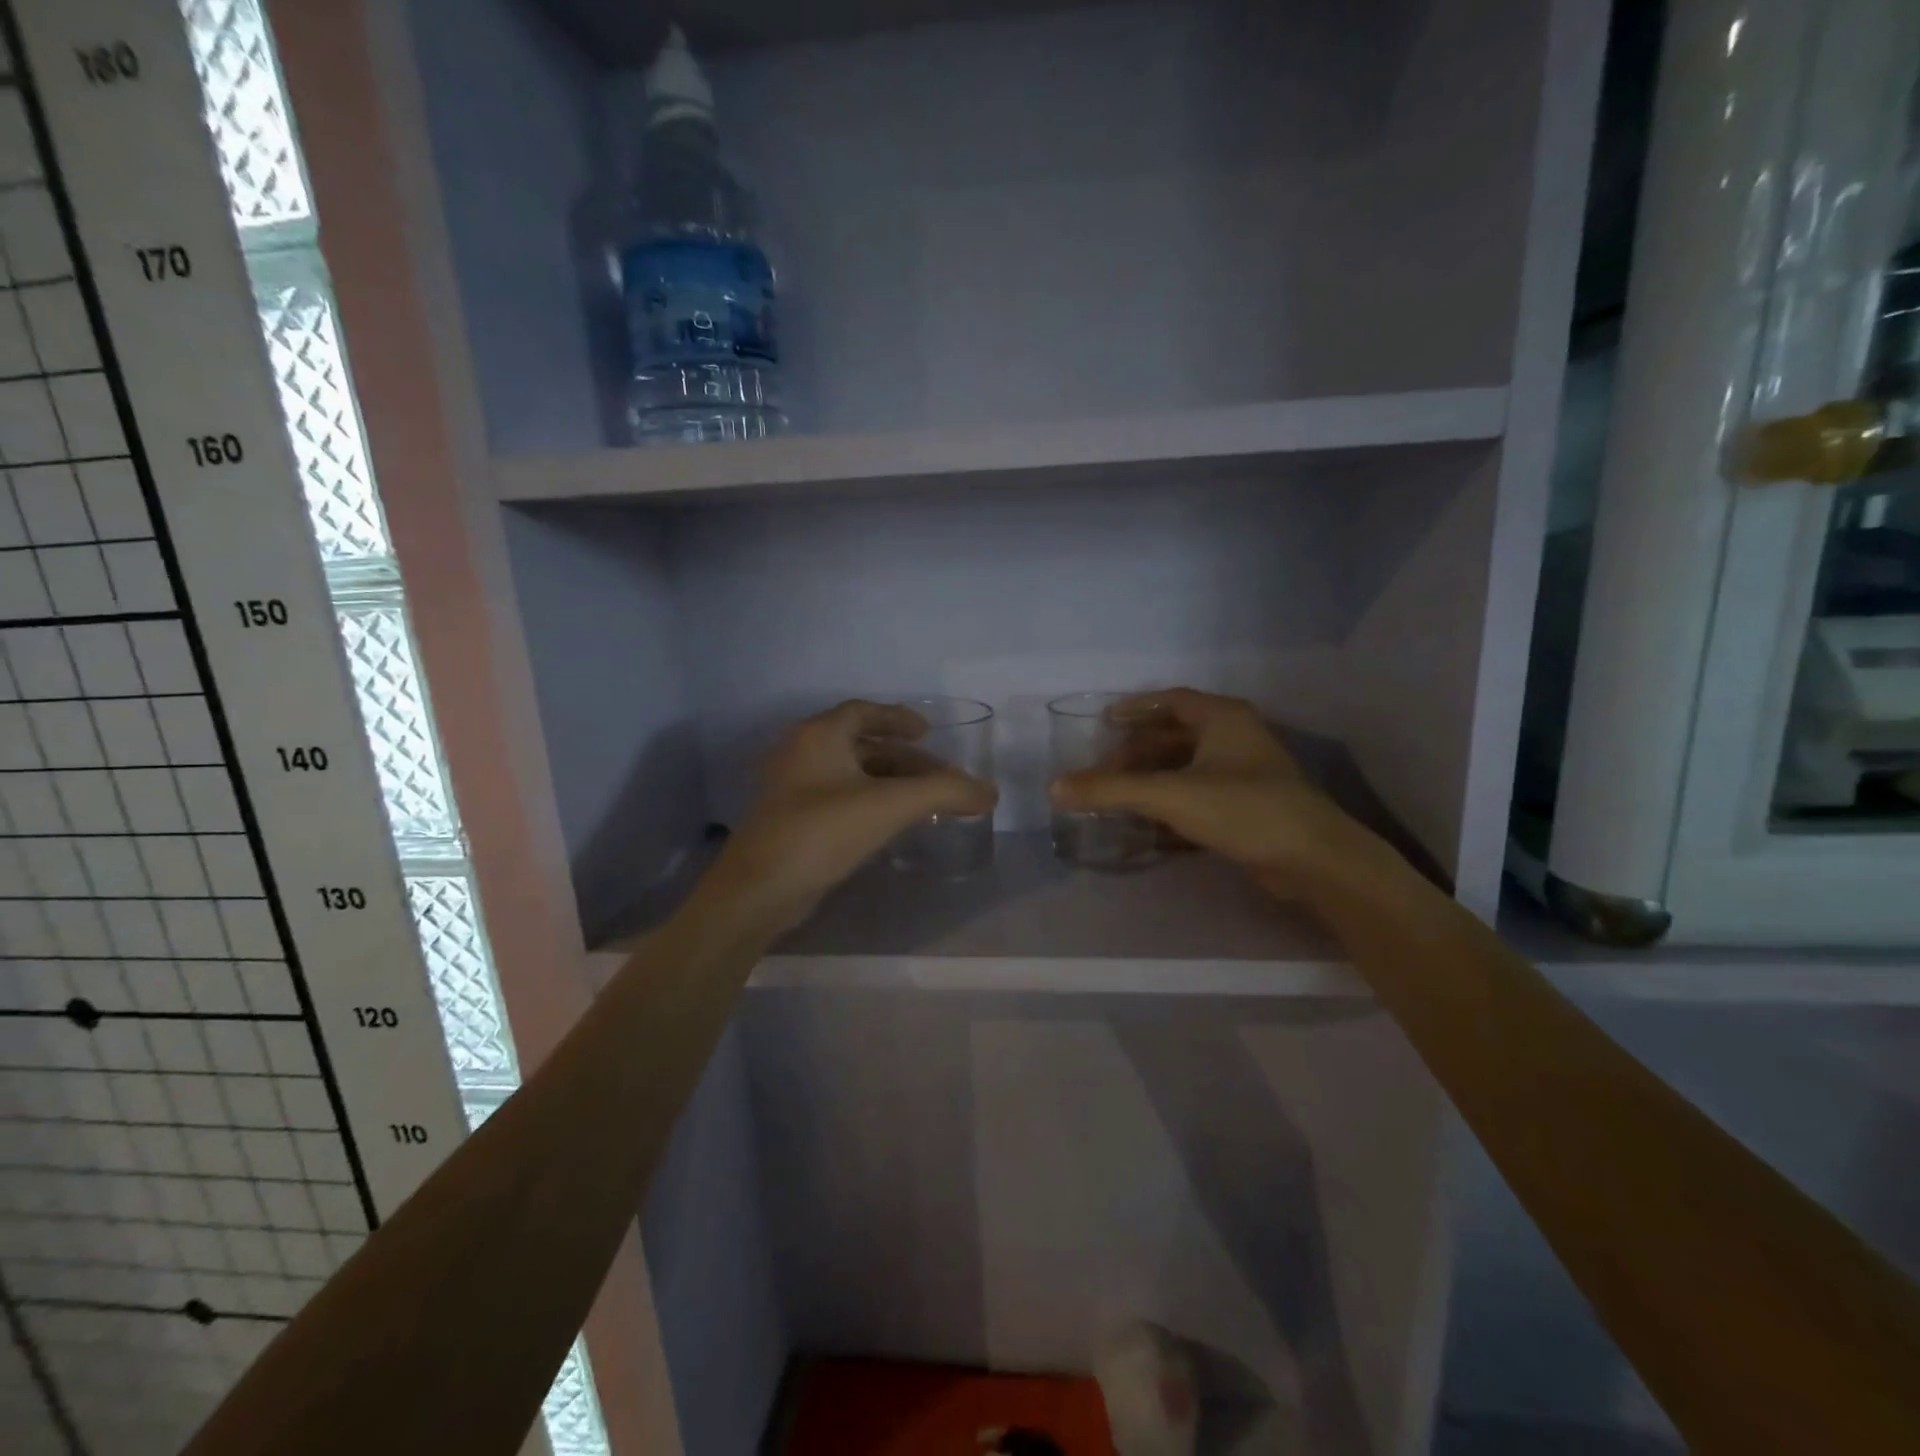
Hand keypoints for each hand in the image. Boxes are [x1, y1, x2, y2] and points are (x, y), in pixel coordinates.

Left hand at [697, 700, 997, 931]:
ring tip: (924, 801)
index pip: (864, 711)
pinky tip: (892, 823)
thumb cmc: (823, 831)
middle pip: (861, 744)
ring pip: (851, 774)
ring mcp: (793, 789)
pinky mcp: (792, 821)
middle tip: (939, 777)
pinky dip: (870, 801)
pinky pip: (840, 798)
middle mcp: (803, 753)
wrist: (759, 890)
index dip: (898, 717)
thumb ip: (945, 792)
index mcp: (820, 735)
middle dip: (903, 758)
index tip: (928, 731)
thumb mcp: (891, 805)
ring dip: (889, 782)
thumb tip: (990, 792)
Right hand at [1048, 688, 1399, 901]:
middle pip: (1175, 736)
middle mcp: (1236, 737)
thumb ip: (1110, 791)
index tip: (1105, 721)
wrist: (1313, 859)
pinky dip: (1172, 804)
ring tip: (1119, 797)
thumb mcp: (1169, 796)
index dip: (1135, 708)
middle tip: (1105, 771)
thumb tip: (1054, 787)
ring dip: (1152, 780)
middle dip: (1138, 753)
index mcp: (1222, 718)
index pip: (1171, 700)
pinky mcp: (1249, 806)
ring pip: (1187, 768)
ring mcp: (1246, 773)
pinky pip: (1199, 795)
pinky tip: (1149, 825)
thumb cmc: (1242, 809)